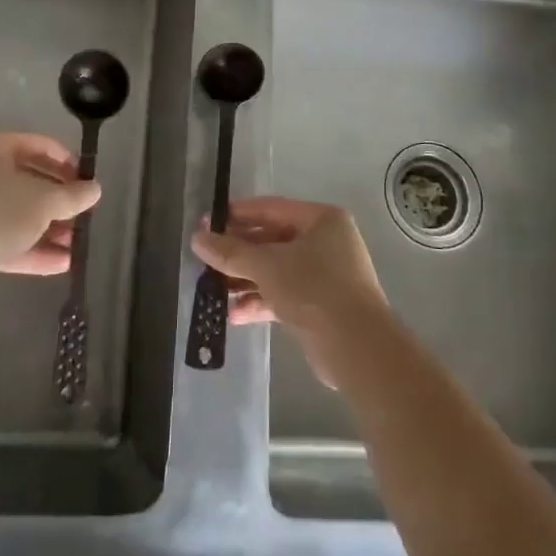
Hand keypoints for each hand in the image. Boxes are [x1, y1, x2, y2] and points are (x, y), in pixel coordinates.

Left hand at [0, 133, 100, 306]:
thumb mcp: (44, 202)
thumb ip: (73, 195)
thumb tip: (95, 189)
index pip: (38, 145)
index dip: (67, 162)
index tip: (86, 181)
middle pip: (26, 181)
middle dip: (58, 202)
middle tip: (81, 215)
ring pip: (14, 213)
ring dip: (47, 229)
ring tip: (75, 245)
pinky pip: (0, 236)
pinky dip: (28, 247)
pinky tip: (59, 264)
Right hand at [191, 197, 385, 387]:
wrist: (357, 347)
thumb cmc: (314, 288)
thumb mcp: (267, 265)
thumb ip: (231, 252)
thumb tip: (197, 238)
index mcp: (321, 220)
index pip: (271, 209)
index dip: (238, 215)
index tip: (207, 223)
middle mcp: (326, 242)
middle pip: (273, 240)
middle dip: (239, 253)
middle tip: (206, 258)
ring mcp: (325, 275)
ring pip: (276, 270)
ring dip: (246, 280)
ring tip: (213, 289)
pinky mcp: (321, 306)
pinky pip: (284, 295)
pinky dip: (261, 301)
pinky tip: (234, 315)